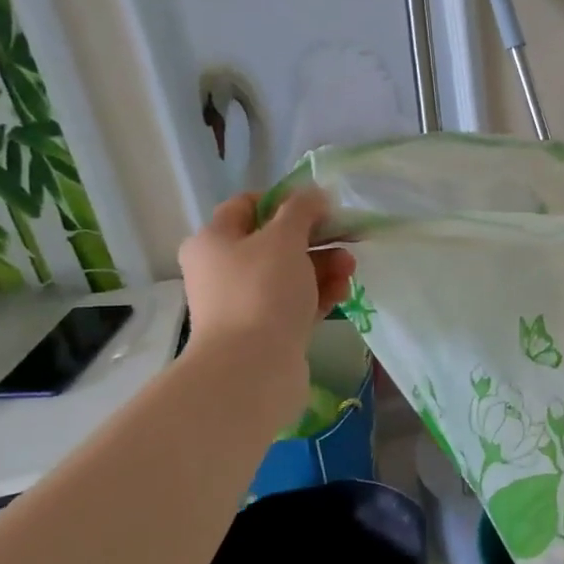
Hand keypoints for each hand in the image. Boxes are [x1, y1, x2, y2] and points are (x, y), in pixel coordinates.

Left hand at [177, 191, 356, 361]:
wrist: (252, 369)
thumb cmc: (262, 292)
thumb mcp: (284, 238)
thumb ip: (301, 209)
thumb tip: (314, 194)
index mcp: (214, 241)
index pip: (248, 205)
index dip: (286, 200)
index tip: (320, 207)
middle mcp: (223, 269)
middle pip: (275, 241)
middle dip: (316, 238)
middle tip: (346, 240)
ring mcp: (245, 302)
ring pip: (291, 273)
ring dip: (323, 266)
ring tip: (349, 271)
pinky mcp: (266, 329)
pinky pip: (297, 302)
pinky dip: (319, 294)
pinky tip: (342, 293)